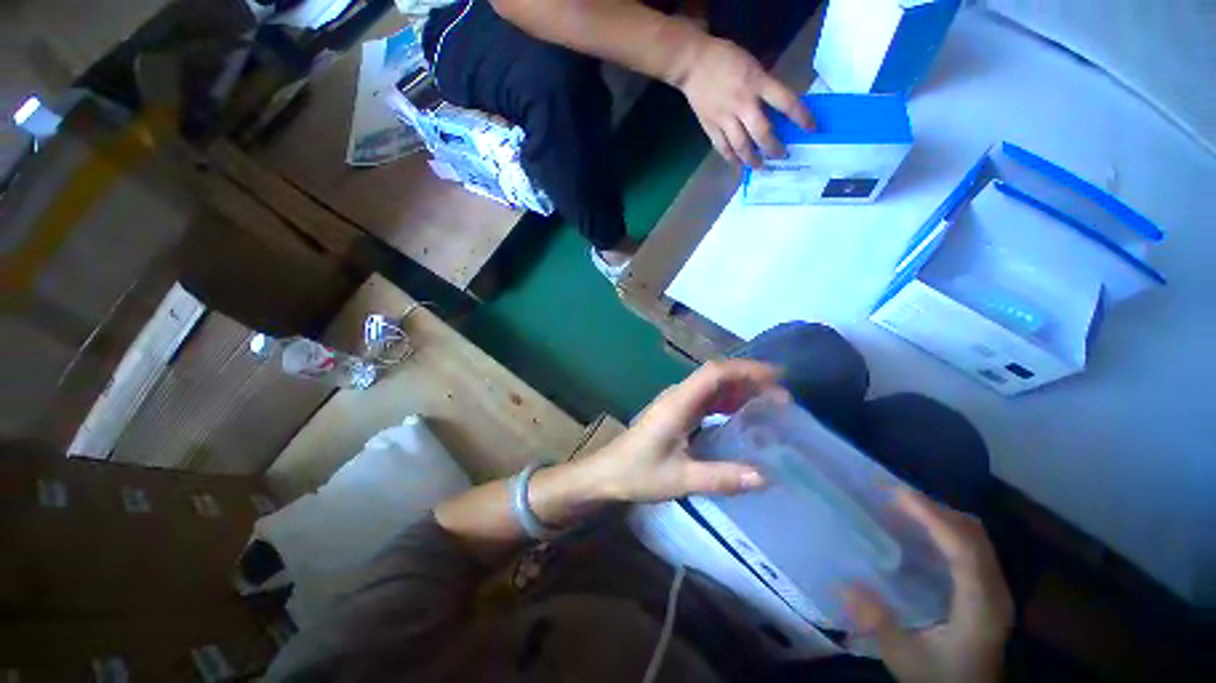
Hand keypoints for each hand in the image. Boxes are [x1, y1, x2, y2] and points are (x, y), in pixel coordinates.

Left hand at [582, 360, 786, 502]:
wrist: (607, 474)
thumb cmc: (638, 473)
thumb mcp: (680, 479)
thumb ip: (721, 478)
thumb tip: (765, 477)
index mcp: (678, 403)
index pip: (715, 373)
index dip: (746, 370)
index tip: (777, 378)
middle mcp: (678, 396)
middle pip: (716, 375)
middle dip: (749, 379)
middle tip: (781, 397)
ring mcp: (676, 403)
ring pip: (711, 386)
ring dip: (739, 390)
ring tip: (769, 404)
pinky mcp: (675, 413)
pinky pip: (705, 399)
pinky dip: (726, 402)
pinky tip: (741, 415)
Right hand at [674, 36, 813, 166]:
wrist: (693, 63)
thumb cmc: (726, 58)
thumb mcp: (753, 65)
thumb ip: (764, 86)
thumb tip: (775, 108)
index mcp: (757, 83)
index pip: (786, 103)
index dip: (801, 118)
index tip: (811, 129)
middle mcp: (742, 103)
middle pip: (762, 132)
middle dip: (773, 148)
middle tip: (781, 156)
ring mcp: (724, 118)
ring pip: (741, 146)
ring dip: (752, 159)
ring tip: (759, 167)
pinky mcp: (710, 127)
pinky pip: (723, 148)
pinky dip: (731, 158)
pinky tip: (738, 164)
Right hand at [844, 490, 1013, 682]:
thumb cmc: (940, 677)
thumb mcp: (904, 656)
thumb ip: (877, 621)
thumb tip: (842, 584)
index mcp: (979, 607)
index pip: (964, 551)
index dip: (934, 519)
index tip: (898, 495)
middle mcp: (995, 591)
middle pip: (973, 535)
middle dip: (935, 509)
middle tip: (893, 497)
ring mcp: (996, 589)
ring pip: (976, 537)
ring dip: (942, 516)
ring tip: (904, 508)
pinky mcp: (989, 588)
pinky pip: (972, 545)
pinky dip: (948, 529)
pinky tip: (922, 531)